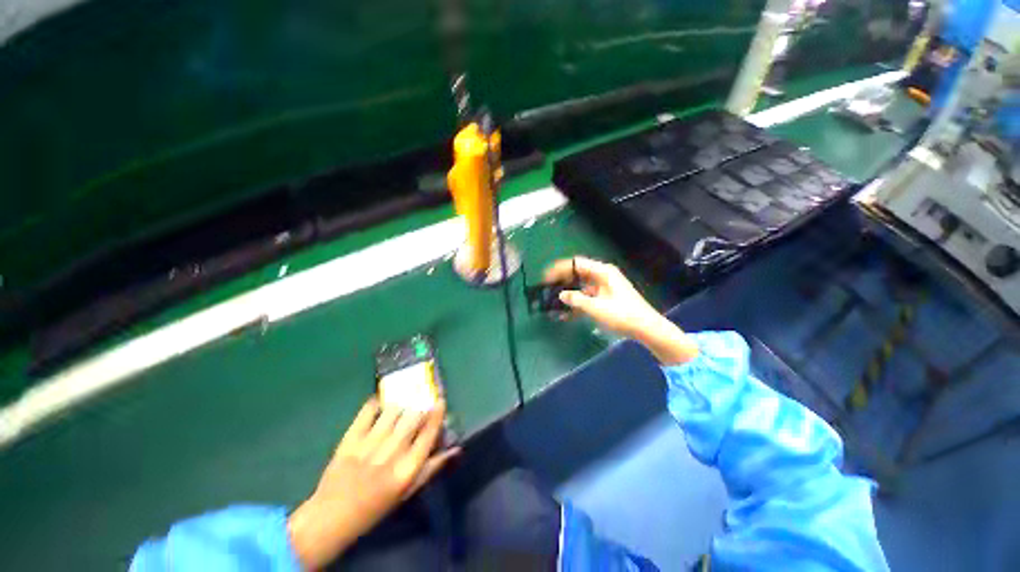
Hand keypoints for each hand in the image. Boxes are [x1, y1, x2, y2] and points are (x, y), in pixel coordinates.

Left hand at [288, 398, 457, 569]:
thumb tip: (455, 449)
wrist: (331, 517)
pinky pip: (367, 413)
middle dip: (420, 406)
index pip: (428, 434)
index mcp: (407, 470)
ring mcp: (369, 445)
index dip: (437, 415)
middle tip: (423, 400)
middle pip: (412, 418)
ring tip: (402, 403)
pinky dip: (375, 404)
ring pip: (392, 411)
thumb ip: (431, 468)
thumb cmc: (375, 507)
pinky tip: (380, 403)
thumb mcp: (407, 492)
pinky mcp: (350, 440)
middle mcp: (391, 454)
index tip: (440, 400)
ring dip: (401, 404)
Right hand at [544, 257, 697, 364]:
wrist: (646, 328)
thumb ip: (576, 300)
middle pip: (577, 274)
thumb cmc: (623, 315)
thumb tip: (561, 295)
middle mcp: (602, 276)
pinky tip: (565, 314)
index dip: (559, 268)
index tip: (546, 277)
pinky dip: (576, 303)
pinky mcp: (605, 298)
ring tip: (553, 303)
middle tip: (547, 290)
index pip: (576, 263)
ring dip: (568, 294)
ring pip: (580, 286)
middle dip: (562, 281)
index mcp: (602, 272)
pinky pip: (586, 297)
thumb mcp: (597, 307)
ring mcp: (604, 287)